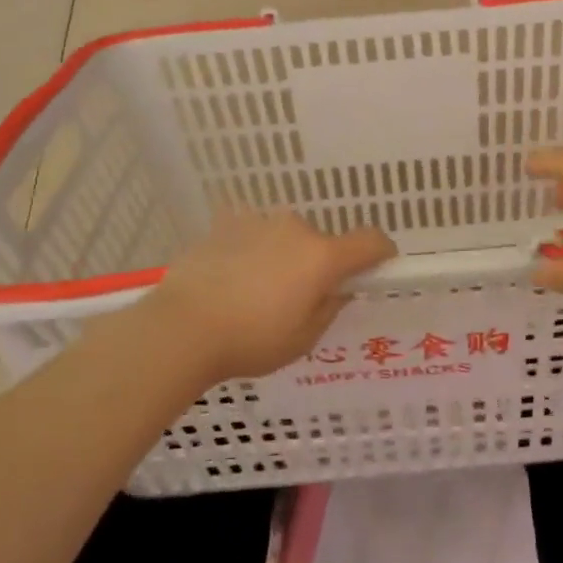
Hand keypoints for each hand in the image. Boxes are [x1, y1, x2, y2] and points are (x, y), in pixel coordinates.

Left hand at [127, 210, 395, 386]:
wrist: (181, 327)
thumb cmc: (250, 340)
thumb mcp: (303, 339)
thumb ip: (330, 308)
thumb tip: (338, 290)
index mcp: (322, 257)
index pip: (371, 240)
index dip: (381, 252)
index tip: (377, 268)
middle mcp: (295, 228)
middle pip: (322, 242)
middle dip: (318, 265)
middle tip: (298, 300)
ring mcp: (258, 222)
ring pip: (285, 238)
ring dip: (282, 257)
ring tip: (255, 293)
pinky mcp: (225, 224)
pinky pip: (252, 236)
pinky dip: (251, 253)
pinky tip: (229, 282)